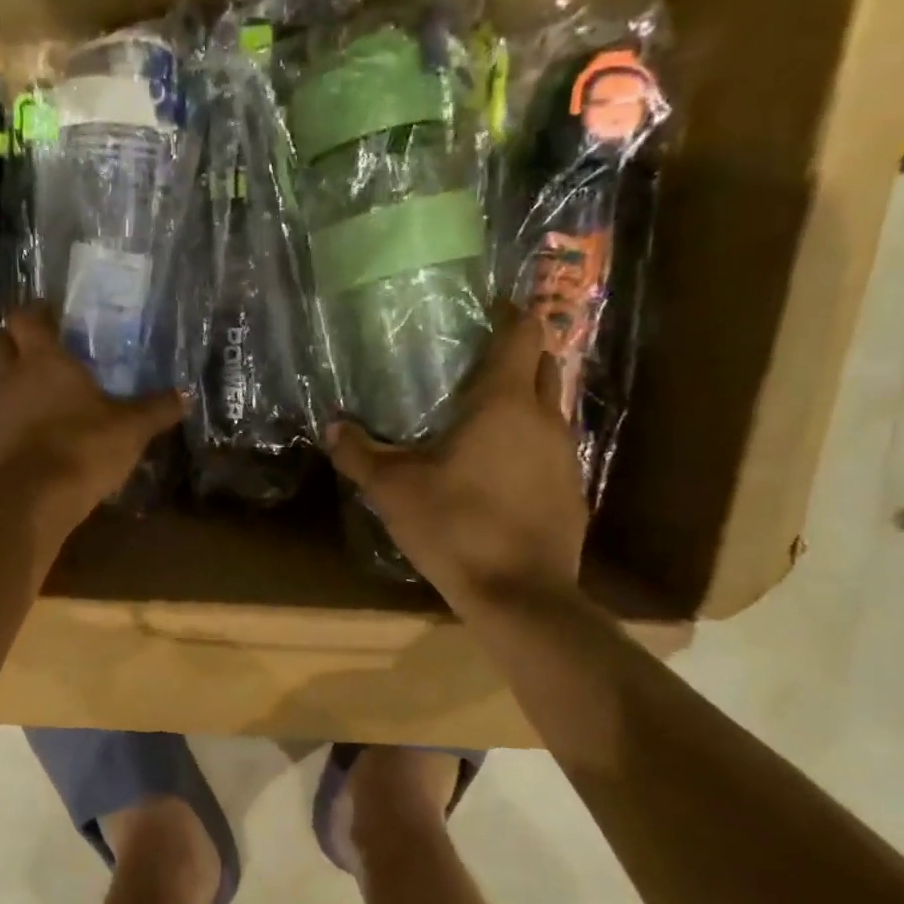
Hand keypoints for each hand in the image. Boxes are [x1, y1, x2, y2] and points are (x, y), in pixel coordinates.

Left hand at [0, 306, 181, 535]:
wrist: (36, 499)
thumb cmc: (84, 447)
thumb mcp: (131, 429)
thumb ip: (157, 409)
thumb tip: (185, 395)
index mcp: (43, 360)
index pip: (26, 318)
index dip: (36, 313)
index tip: (51, 315)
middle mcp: (9, 376)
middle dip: (10, 341)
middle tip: (35, 350)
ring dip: (6, 380)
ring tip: (33, 391)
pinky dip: (6, 417)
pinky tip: (28, 430)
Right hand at [324, 305, 587, 613]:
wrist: (520, 595)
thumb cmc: (456, 526)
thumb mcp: (393, 490)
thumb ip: (359, 454)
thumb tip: (331, 427)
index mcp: (504, 403)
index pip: (523, 333)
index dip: (509, 313)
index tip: (487, 308)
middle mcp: (545, 419)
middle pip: (544, 364)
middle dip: (517, 353)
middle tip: (475, 361)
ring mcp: (565, 456)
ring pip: (550, 408)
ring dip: (524, 400)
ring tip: (482, 415)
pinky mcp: (572, 491)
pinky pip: (552, 449)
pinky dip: (530, 443)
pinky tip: (499, 469)